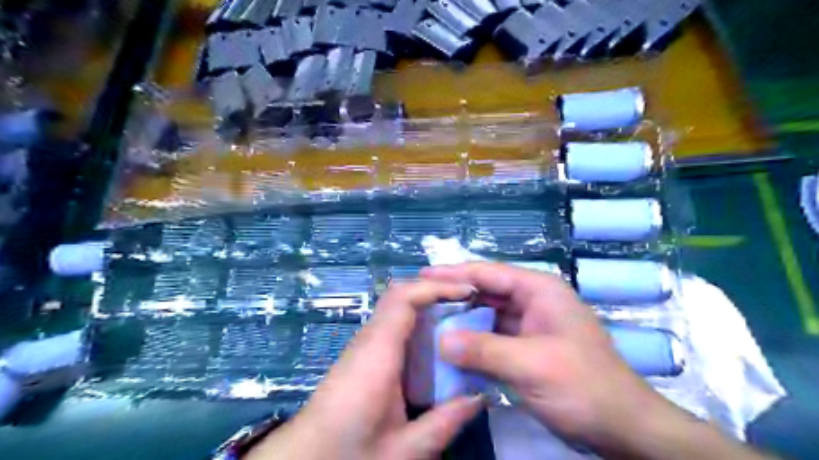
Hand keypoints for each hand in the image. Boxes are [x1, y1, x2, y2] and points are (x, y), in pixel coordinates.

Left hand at [249, 281, 485, 459]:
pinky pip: (394, 325)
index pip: (404, 298)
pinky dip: (418, 323)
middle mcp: (369, 339)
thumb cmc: (349, 453)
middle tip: (470, 303)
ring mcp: (364, 345)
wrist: (305, 458)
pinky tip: (436, 342)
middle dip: (436, 291)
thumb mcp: (404, 449)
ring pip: (397, 308)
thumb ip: (445, 422)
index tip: (467, 292)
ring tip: (461, 317)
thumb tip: (481, 396)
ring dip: (428, 306)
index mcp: (378, 353)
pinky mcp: (363, 354)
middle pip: (401, 295)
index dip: (436, 287)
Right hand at [422, 265, 671, 453]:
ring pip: (487, 315)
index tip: (422, 275)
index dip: (454, 272)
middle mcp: (532, 301)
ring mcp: (529, 325)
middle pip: (485, 291)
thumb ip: (483, 350)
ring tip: (427, 322)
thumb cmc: (583, 386)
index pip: (488, 272)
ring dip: (461, 320)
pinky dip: (472, 341)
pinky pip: (492, 337)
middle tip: (420, 300)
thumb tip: (440, 340)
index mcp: (538, 290)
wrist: (622, 428)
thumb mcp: (531, 365)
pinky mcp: (526, 347)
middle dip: (454, 296)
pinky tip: (450, 347)